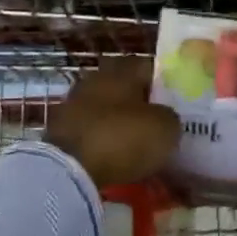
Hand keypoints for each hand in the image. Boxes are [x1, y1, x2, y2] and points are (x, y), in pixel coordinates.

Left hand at [44, 57, 180, 189]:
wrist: (69, 170)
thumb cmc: (123, 138)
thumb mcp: (165, 128)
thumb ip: (170, 116)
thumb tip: (164, 117)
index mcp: (123, 70)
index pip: (148, 66)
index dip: (164, 82)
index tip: (176, 101)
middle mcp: (97, 79)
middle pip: (124, 86)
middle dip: (140, 102)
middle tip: (157, 122)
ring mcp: (75, 103)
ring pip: (106, 107)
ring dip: (120, 121)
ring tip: (137, 143)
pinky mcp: (60, 129)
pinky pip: (92, 129)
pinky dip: (103, 139)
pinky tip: (115, 156)